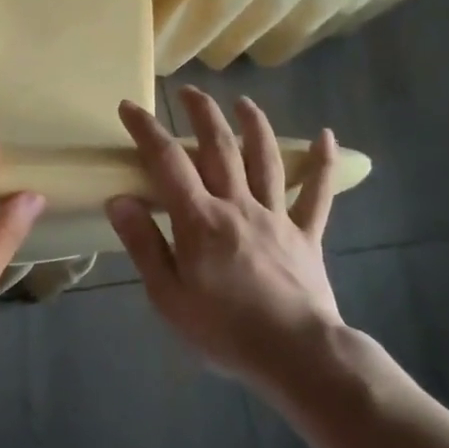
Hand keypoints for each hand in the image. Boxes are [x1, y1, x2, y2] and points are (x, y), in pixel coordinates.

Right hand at [106, 88, 341, 385]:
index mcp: (199, 220)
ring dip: (254, 126)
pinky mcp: (306, 235)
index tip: (128, 107)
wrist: (297, 356)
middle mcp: (237, 206)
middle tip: (188, 90)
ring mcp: (276, 217)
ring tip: (244, 102)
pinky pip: (317, 194)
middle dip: (202, 113)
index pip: (167, 162)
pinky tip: (328, 136)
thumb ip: (144, 244)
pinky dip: (323, 164)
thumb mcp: (167, 296)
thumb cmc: (224, 330)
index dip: (146, 130)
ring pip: (266, 160)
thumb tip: (120, 200)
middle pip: (219, 148)